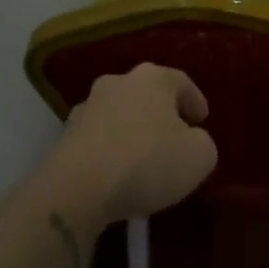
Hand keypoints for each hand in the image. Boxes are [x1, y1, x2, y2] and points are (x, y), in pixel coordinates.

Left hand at [49, 63, 217, 229]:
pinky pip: (99, 139)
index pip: (181, 82)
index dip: (195, 101)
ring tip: (145, 158)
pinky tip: (119, 173)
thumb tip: (191, 141)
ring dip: (133, 130)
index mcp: (152, 79)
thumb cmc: (147, 162)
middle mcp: (117, 83)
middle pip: (147, 94)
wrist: (77, 189)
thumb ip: (203, 143)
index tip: (202, 120)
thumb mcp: (200, 156)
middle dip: (162, 113)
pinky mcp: (65, 137)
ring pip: (120, 115)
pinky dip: (111, 150)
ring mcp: (86, 108)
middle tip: (175, 136)